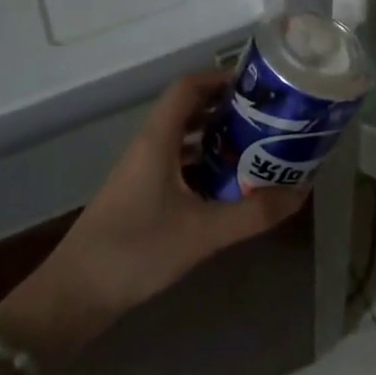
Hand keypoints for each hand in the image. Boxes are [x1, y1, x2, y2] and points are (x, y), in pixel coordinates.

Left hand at [0, 71, 305, 365]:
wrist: (74, 296)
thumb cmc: (136, 251)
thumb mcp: (202, 233)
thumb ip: (253, 213)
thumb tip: (301, 192)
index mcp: (157, 139)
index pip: (188, 86)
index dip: (221, 78)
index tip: (259, 86)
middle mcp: (148, 146)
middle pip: (189, 109)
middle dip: (227, 109)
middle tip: (267, 119)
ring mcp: (142, 171)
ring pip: (183, 139)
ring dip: (216, 138)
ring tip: (256, 149)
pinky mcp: (140, 195)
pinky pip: (178, 164)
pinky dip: (204, 166)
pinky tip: (228, 188)